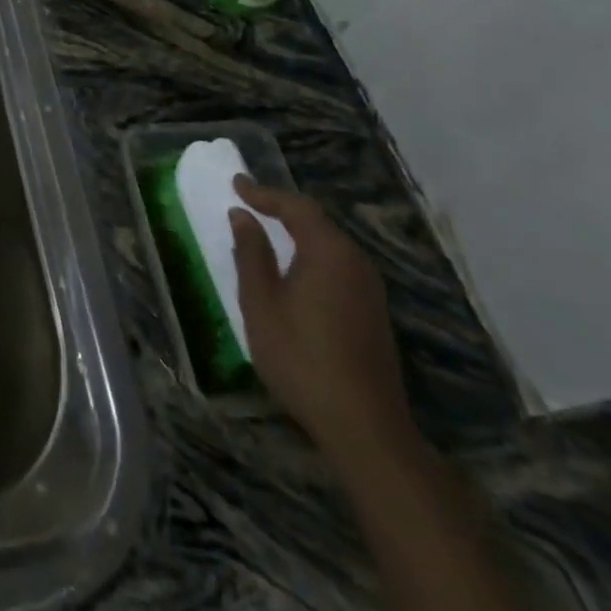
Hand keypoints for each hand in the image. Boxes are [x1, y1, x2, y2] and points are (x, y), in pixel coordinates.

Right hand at [230, 177, 414, 458]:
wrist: (364, 427)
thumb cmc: (301, 356)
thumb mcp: (261, 302)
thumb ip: (251, 253)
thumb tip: (243, 216)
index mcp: (329, 252)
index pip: (296, 206)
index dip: (264, 193)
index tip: (236, 183)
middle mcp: (356, 262)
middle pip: (317, 221)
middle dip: (282, 208)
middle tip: (251, 202)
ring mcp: (370, 289)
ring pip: (330, 244)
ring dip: (298, 231)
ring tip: (268, 228)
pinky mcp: (373, 312)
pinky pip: (338, 265)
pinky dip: (312, 253)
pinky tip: (295, 267)